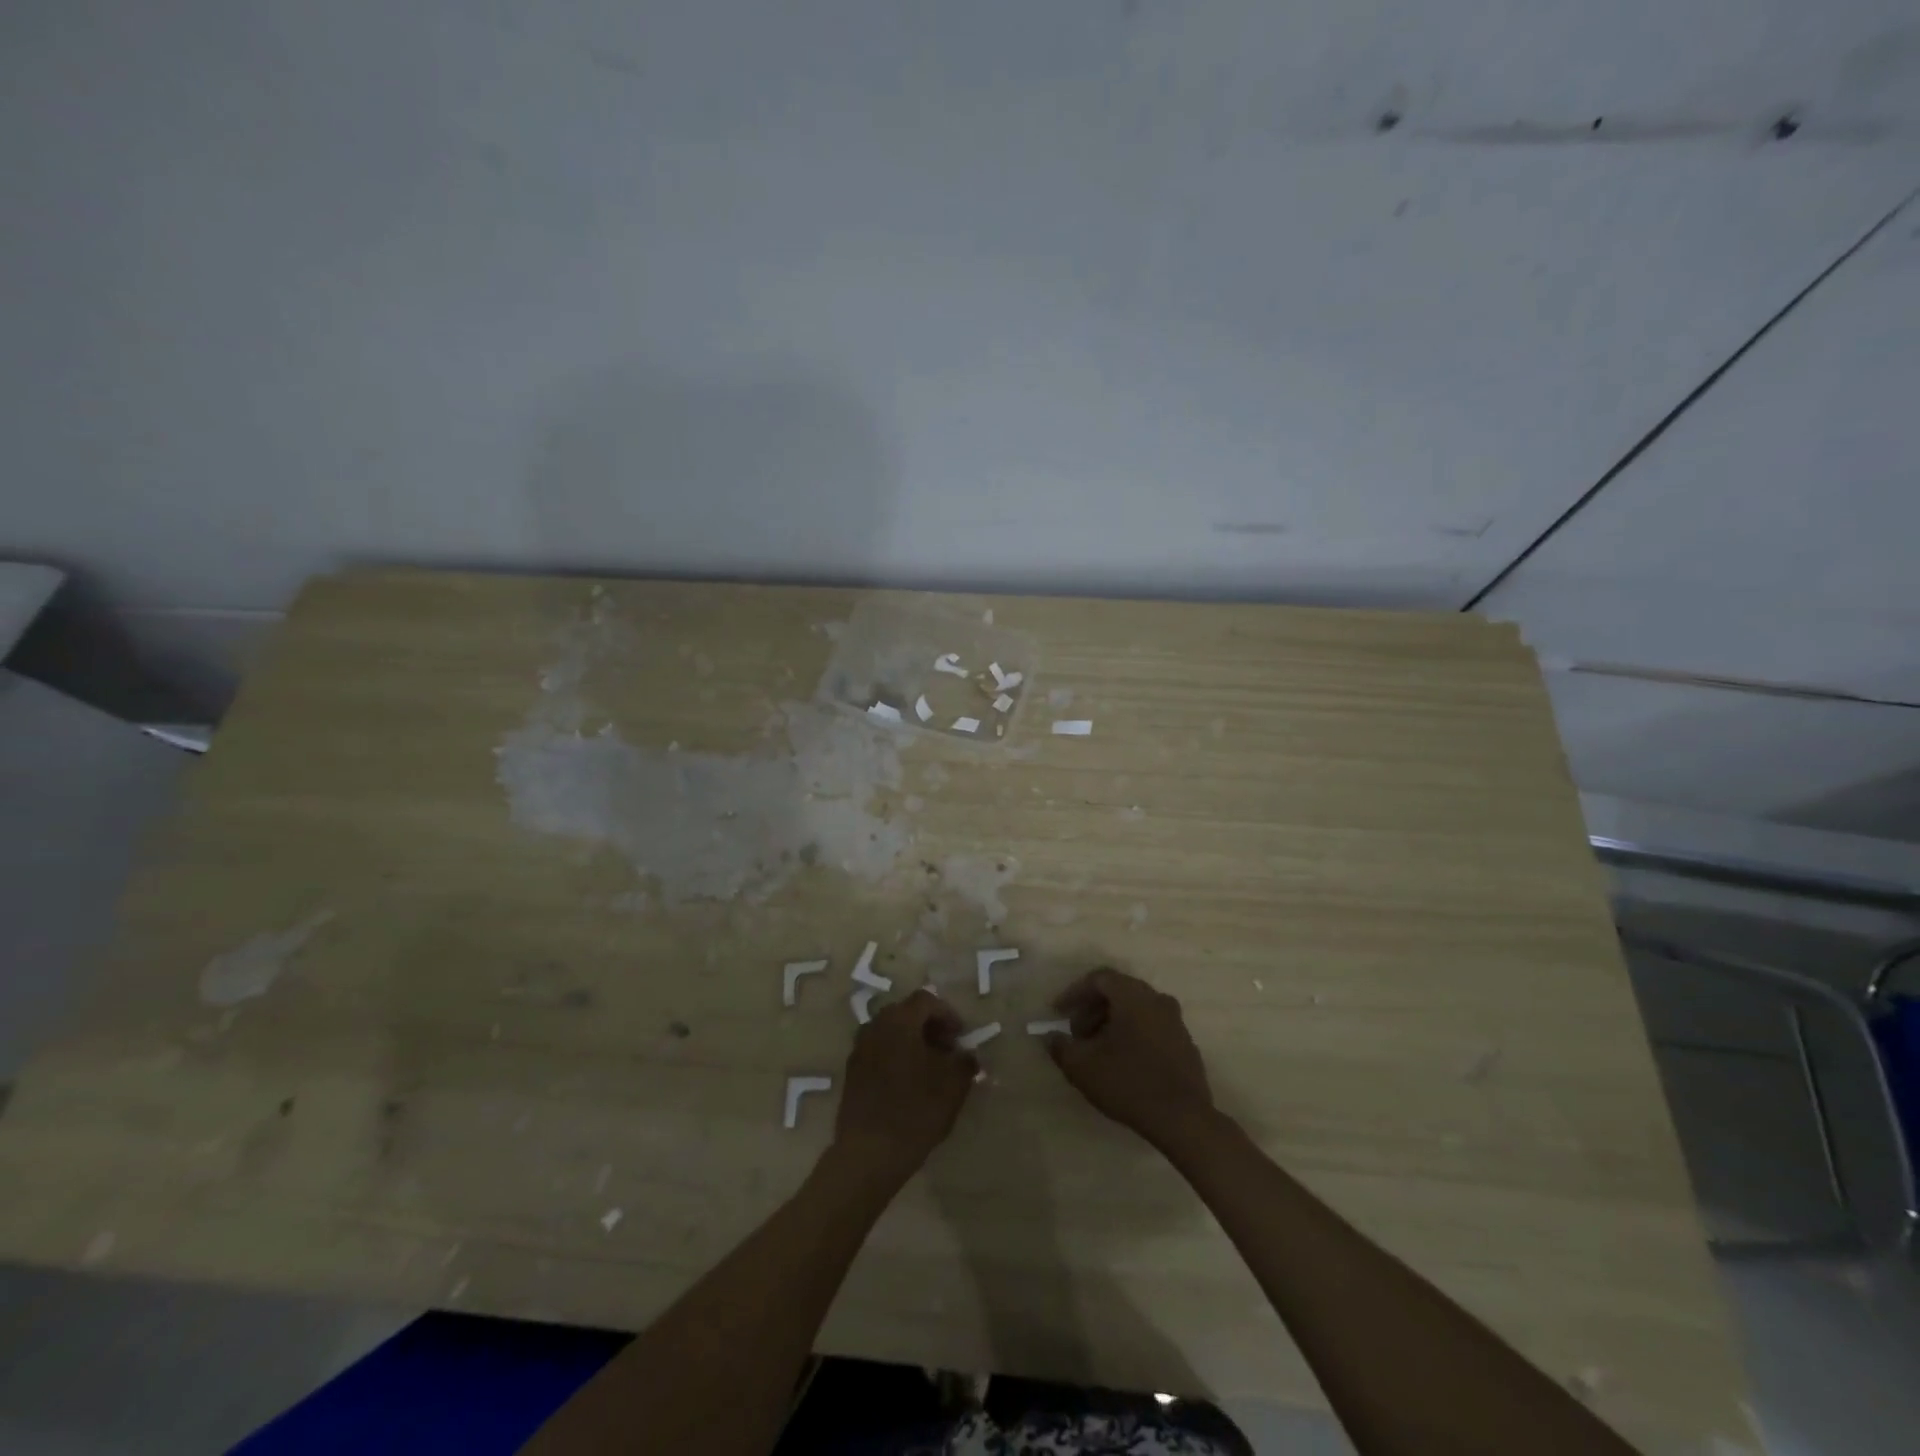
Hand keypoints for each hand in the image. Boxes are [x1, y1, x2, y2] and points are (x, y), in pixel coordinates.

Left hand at [833, 989, 977, 1184]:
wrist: (869, 1153)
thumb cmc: (915, 1112)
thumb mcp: (953, 1086)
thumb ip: (964, 1062)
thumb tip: (967, 1054)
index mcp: (899, 1021)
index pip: (926, 1000)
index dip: (948, 1014)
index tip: (961, 1038)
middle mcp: (875, 1026)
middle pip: (906, 1013)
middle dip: (929, 1027)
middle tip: (947, 1051)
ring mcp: (859, 1049)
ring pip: (891, 1032)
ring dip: (911, 1042)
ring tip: (929, 1069)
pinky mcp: (851, 1071)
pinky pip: (878, 1051)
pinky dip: (895, 1056)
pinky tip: (907, 1084)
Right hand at [1047, 968, 1219, 1153]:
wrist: (1183, 1119)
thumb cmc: (1128, 1083)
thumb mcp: (1082, 1066)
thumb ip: (1061, 1047)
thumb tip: (1051, 1037)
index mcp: (1133, 995)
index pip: (1099, 979)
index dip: (1074, 993)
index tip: (1057, 1013)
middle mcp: (1157, 999)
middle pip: (1118, 992)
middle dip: (1092, 1009)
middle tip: (1076, 1033)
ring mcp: (1175, 1022)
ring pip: (1136, 1010)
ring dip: (1112, 1023)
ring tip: (1096, 1050)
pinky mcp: (1185, 1044)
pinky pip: (1152, 1027)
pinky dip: (1133, 1034)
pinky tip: (1123, 1062)